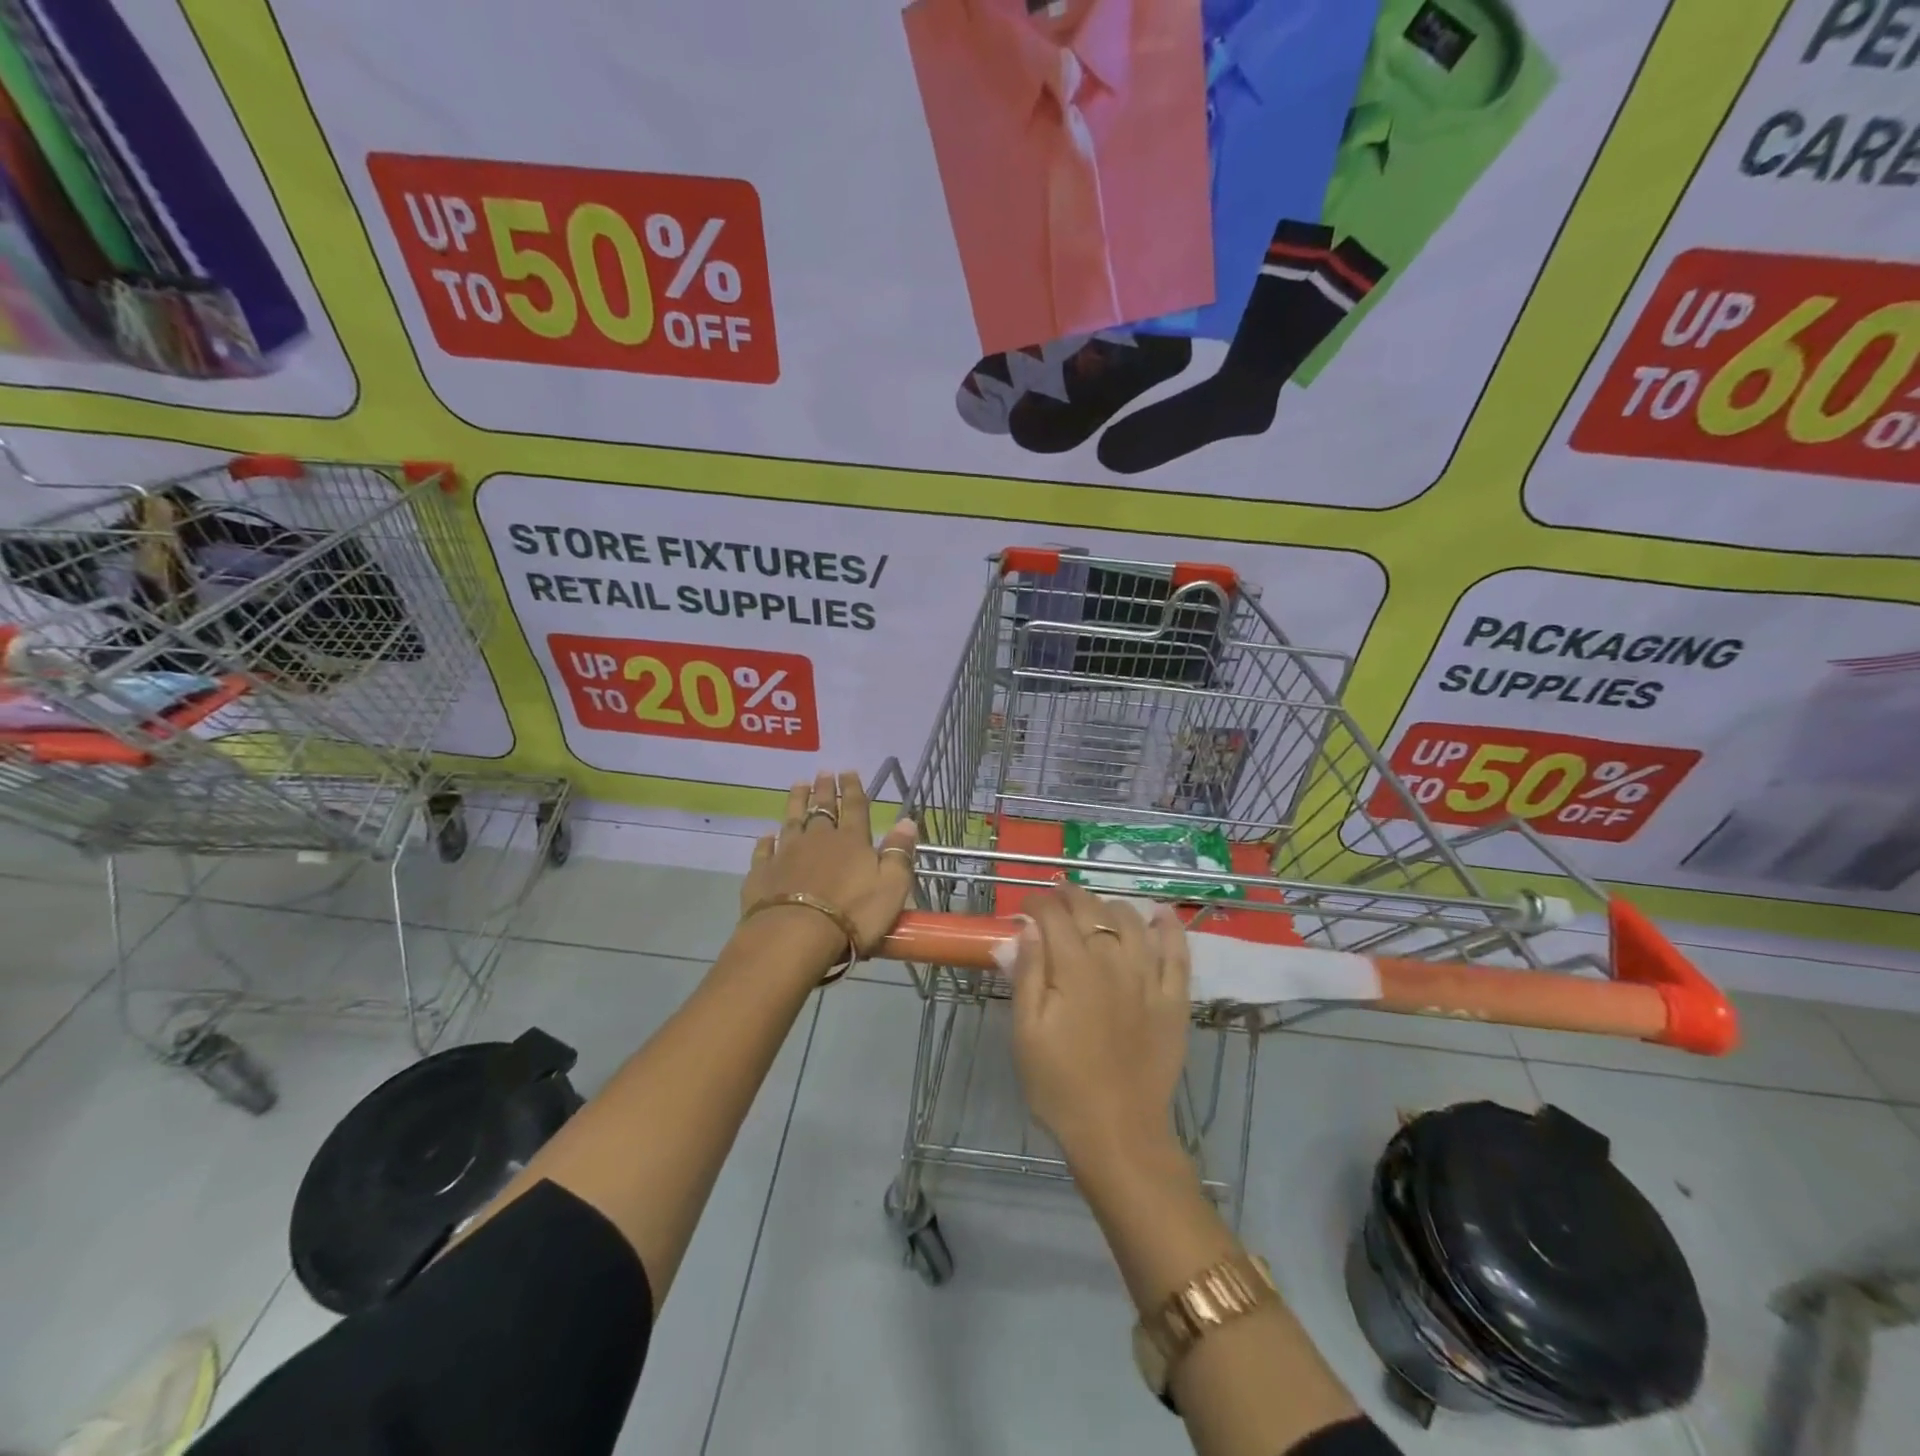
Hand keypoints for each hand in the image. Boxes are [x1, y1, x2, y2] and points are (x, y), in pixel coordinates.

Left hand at [739, 769, 918, 961]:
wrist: (796, 935)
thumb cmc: (852, 914)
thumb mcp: (892, 886)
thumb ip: (899, 853)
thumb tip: (907, 821)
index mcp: (851, 841)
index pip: (855, 807)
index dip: (853, 788)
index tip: (849, 771)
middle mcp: (818, 839)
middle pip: (822, 808)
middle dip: (824, 789)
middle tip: (823, 772)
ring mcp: (787, 854)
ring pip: (792, 820)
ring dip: (796, 802)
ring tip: (798, 785)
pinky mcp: (763, 873)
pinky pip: (764, 850)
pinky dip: (766, 841)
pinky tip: (766, 835)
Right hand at [1009, 884, 1191, 1163]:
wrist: (1118, 1132)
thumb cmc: (1060, 1085)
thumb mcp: (1026, 1032)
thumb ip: (1028, 974)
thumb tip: (1028, 928)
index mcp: (1074, 969)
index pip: (1053, 916)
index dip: (1037, 903)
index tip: (1025, 906)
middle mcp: (1114, 962)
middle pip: (1093, 911)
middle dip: (1070, 896)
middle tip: (1055, 898)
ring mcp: (1149, 979)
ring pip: (1132, 921)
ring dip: (1110, 906)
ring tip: (1096, 908)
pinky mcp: (1174, 999)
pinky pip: (1177, 952)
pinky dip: (1169, 927)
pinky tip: (1160, 913)